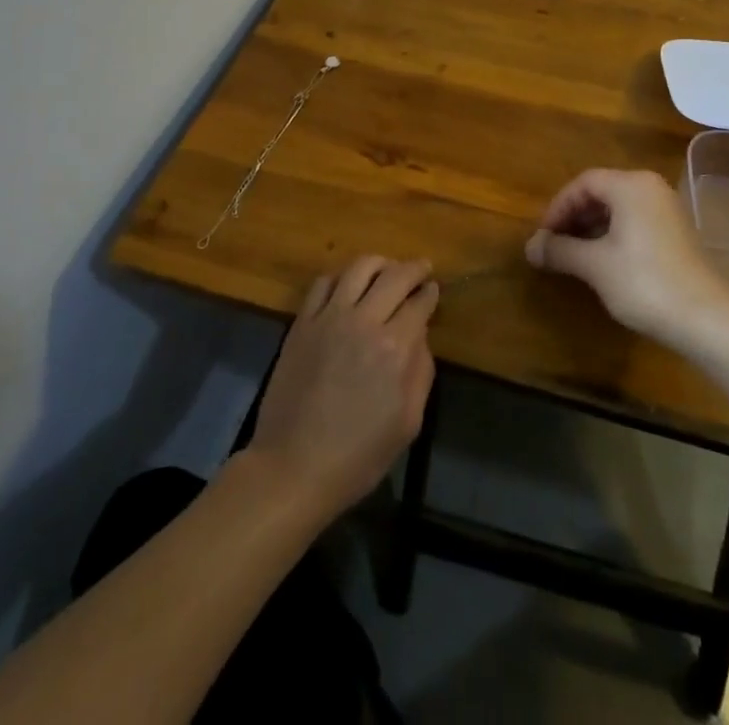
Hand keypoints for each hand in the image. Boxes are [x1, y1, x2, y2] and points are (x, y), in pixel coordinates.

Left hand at [247, 256, 438, 518]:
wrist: (294, 466)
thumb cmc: (358, 455)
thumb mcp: (408, 423)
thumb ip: (420, 372)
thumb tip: (420, 336)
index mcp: (394, 347)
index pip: (419, 303)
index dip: (430, 293)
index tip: (434, 289)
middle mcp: (363, 321)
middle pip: (394, 275)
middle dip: (413, 268)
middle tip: (421, 268)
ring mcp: (329, 317)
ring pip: (358, 268)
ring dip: (379, 263)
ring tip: (387, 268)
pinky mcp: (302, 322)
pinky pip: (323, 283)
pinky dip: (342, 276)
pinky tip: (348, 285)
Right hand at [525, 169, 728, 341]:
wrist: (707, 319)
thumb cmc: (644, 282)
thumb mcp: (594, 265)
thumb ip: (559, 250)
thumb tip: (529, 247)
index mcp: (631, 185)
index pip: (583, 183)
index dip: (557, 207)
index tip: (544, 235)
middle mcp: (650, 188)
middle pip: (601, 192)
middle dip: (573, 217)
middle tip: (555, 245)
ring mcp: (666, 210)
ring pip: (618, 209)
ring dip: (591, 228)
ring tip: (574, 256)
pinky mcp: (676, 233)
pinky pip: (634, 222)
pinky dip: (612, 235)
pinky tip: (603, 263)